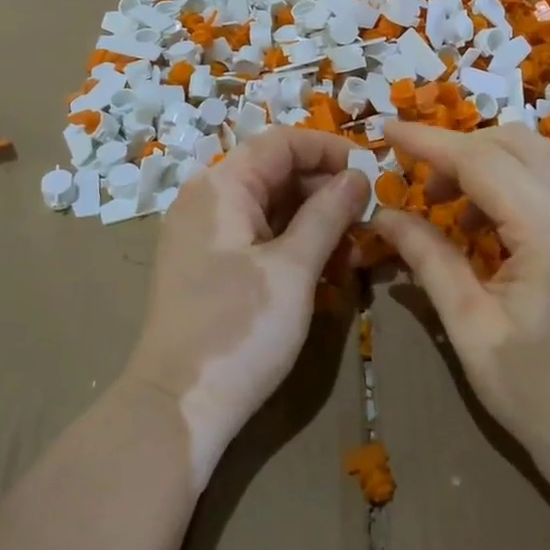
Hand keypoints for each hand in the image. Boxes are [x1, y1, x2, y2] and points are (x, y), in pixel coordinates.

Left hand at [127, 127, 370, 489]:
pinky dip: (291, 246)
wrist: (176, 407)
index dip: (329, 150)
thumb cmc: (239, 329)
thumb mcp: (294, 269)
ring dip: (314, 223)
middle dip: (325, 191)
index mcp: (222, 185)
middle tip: (368, 221)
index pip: (282, 142)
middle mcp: (207, 198)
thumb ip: (328, 214)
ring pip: (269, 208)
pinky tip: (324, 272)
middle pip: (276, 173)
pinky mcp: (207, 266)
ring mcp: (204, 234)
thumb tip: (357, 176)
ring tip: (353, 255)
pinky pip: (257, 237)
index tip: (373, 173)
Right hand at [372, 122, 549, 497]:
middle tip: (418, 184)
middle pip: (514, 144)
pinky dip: (514, 179)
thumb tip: (383, 215)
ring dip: (488, 160)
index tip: (387, 130)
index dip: (430, 141)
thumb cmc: (537, 398)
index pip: (483, 162)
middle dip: (458, 149)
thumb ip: (427, 258)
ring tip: (449, 202)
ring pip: (539, 155)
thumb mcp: (469, 328)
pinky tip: (489, 218)